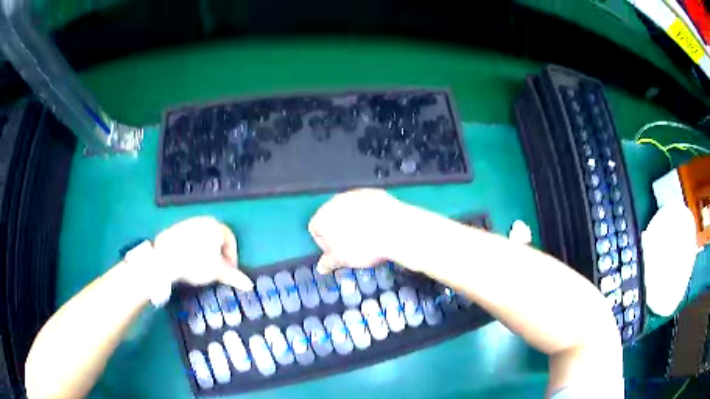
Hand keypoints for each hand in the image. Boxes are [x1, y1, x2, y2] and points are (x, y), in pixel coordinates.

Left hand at [153, 216, 252, 290]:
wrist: (164, 257)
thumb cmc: (196, 263)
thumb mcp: (217, 272)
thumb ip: (233, 277)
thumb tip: (250, 285)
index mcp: (216, 226)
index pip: (231, 239)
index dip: (233, 257)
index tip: (229, 271)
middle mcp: (203, 220)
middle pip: (216, 238)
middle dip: (218, 254)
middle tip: (216, 269)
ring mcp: (187, 223)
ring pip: (202, 238)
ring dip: (205, 251)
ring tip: (201, 267)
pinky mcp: (174, 228)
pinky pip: (189, 239)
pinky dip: (192, 249)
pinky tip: (187, 261)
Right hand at [308, 189, 411, 272]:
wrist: (395, 229)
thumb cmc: (363, 246)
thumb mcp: (342, 260)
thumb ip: (328, 262)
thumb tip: (320, 267)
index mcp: (322, 217)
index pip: (314, 230)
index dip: (324, 244)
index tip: (338, 253)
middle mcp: (335, 201)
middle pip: (331, 217)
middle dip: (338, 230)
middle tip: (352, 245)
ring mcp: (355, 193)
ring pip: (349, 209)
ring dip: (353, 220)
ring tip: (367, 235)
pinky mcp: (372, 192)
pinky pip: (365, 204)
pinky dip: (368, 213)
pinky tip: (378, 224)